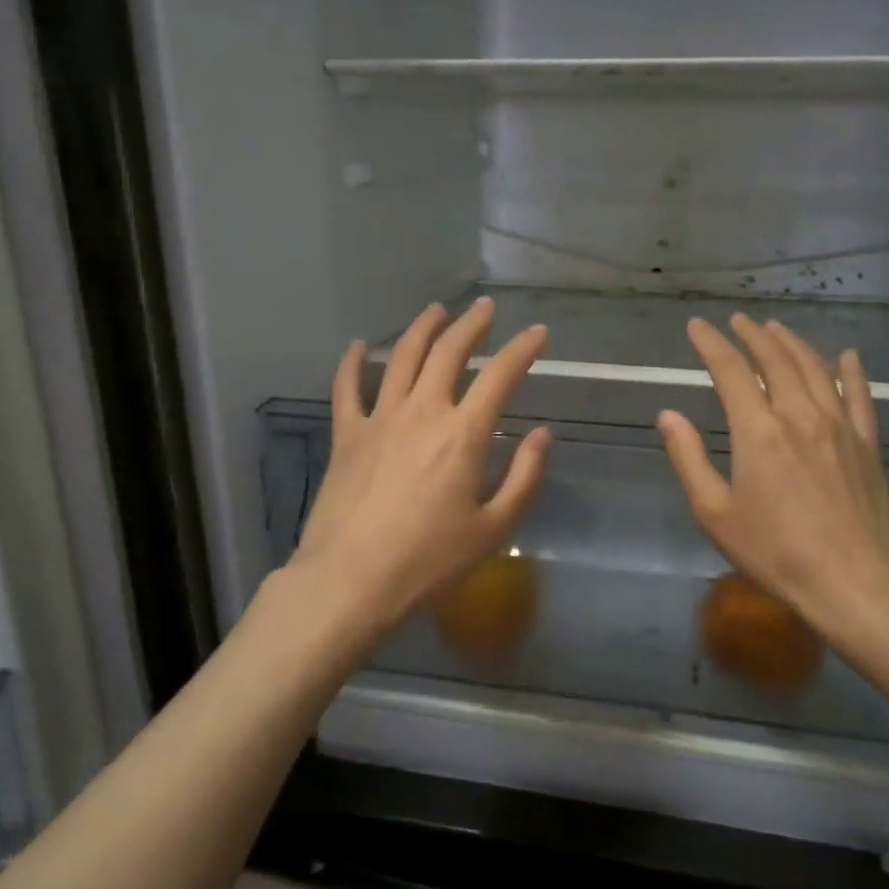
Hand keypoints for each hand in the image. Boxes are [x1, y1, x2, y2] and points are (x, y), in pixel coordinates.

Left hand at [288, 299, 550, 652]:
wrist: (350, 581)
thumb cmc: (429, 561)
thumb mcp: (494, 528)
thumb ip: (524, 477)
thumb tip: (541, 435)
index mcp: (464, 434)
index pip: (500, 376)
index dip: (523, 349)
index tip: (537, 332)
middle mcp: (422, 412)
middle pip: (448, 352)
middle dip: (471, 324)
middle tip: (484, 307)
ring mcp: (379, 419)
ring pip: (401, 357)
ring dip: (422, 329)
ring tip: (436, 310)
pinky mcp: (346, 435)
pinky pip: (347, 388)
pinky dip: (353, 362)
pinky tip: (358, 346)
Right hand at [657, 315, 888, 649]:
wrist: (852, 580)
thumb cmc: (775, 551)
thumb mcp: (715, 512)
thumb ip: (689, 458)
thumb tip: (668, 415)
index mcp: (758, 432)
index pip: (730, 371)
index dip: (711, 344)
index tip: (697, 326)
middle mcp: (800, 416)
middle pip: (775, 360)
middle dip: (752, 335)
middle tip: (738, 321)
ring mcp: (839, 426)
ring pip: (815, 369)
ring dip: (793, 343)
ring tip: (776, 328)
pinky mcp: (867, 444)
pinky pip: (860, 395)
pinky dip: (852, 371)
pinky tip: (847, 356)